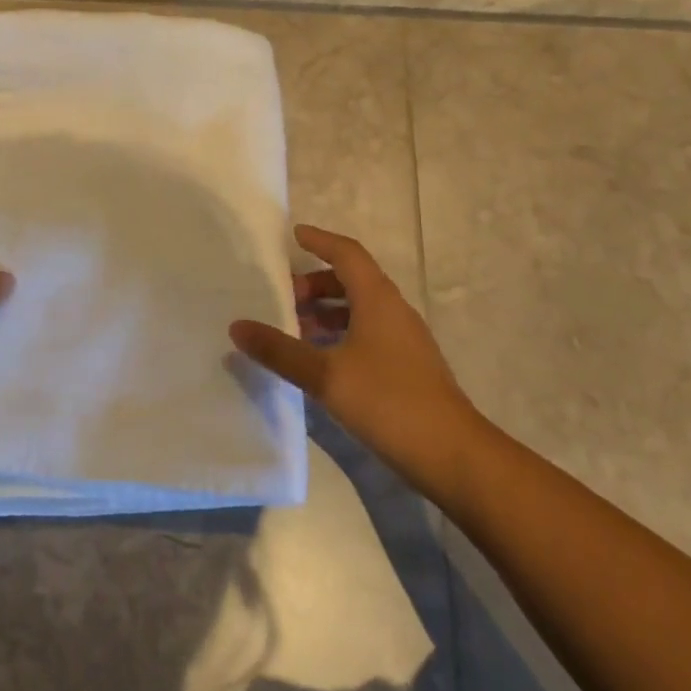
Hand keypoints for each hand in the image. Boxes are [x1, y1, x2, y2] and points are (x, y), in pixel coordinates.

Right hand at [230, 225, 481, 483]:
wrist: (453, 455)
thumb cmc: (388, 401)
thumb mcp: (325, 375)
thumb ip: (280, 351)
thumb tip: (237, 326)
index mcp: (377, 299)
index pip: (346, 253)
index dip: (320, 241)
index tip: (293, 235)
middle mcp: (393, 311)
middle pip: (352, 280)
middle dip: (315, 283)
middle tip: (281, 296)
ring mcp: (404, 340)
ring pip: (359, 309)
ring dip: (326, 312)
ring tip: (293, 328)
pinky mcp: (407, 366)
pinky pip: (367, 333)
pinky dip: (339, 334)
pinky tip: (319, 359)